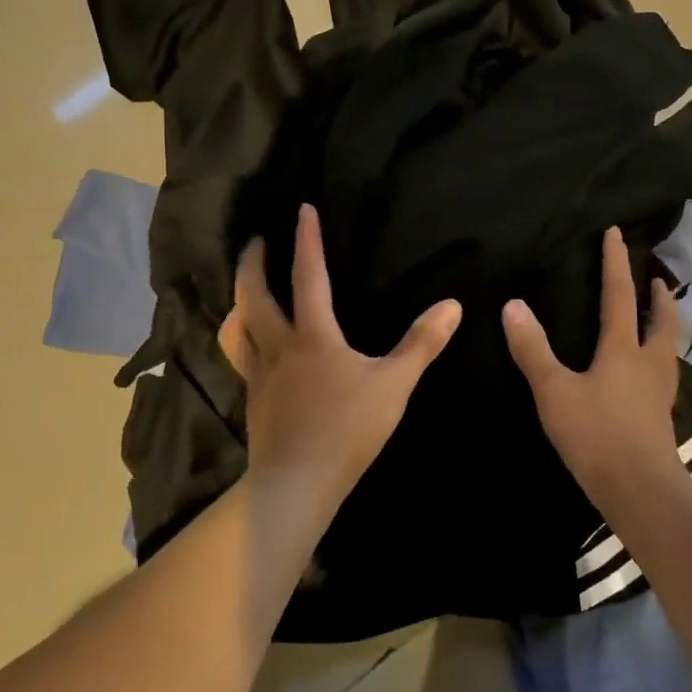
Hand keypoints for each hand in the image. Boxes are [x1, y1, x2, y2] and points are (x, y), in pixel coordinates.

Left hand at [221, 204, 461, 513]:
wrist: (297, 483)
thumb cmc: (347, 430)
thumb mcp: (394, 384)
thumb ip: (422, 344)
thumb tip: (453, 305)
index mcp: (313, 336)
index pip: (309, 276)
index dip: (307, 240)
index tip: (301, 208)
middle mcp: (280, 346)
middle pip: (255, 295)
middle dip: (254, 263)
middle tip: (256, 241)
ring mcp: (260, 375)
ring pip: (239, 327)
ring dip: (239, 300)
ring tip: (244, 290)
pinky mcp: (253, 400)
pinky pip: (242, 358)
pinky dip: (243, 339)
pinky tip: (253, 349)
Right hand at [502, 226, 684, 489]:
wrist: (640, 490)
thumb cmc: (595, 434)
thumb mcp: (554, 391)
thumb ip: (532, 349)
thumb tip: (512, 305)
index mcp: (623, 349)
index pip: (619, 294)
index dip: (616, 262)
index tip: (617, 232)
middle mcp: (648, 363)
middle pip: (662, 320)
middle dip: (660, 296)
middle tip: (657, 280)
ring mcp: (660, 391)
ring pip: (669, 347)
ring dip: (665, 325)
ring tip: (657, 319)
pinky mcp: (662, 416)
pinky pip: (664, 373)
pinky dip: (659, 358)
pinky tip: (647, 372)